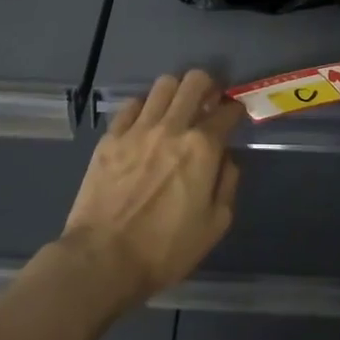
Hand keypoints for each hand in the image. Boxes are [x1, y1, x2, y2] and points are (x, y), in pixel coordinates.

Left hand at [60, 70, 242, 308]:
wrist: (103, 259)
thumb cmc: (165, 249)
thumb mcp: (214, 225)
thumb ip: (227, 183)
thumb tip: (226, 158)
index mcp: (202, 148)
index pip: (227, 111)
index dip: (235, 110)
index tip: (235, 115)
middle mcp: (172, 127)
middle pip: (194, 81)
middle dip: (207, 86)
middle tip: (207, 101)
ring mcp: (138, 129)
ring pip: (163, 85)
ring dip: (176, 92)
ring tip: (177, 108)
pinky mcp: (111, 137)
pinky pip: (132, 105)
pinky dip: (144, 107)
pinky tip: (146, 123)